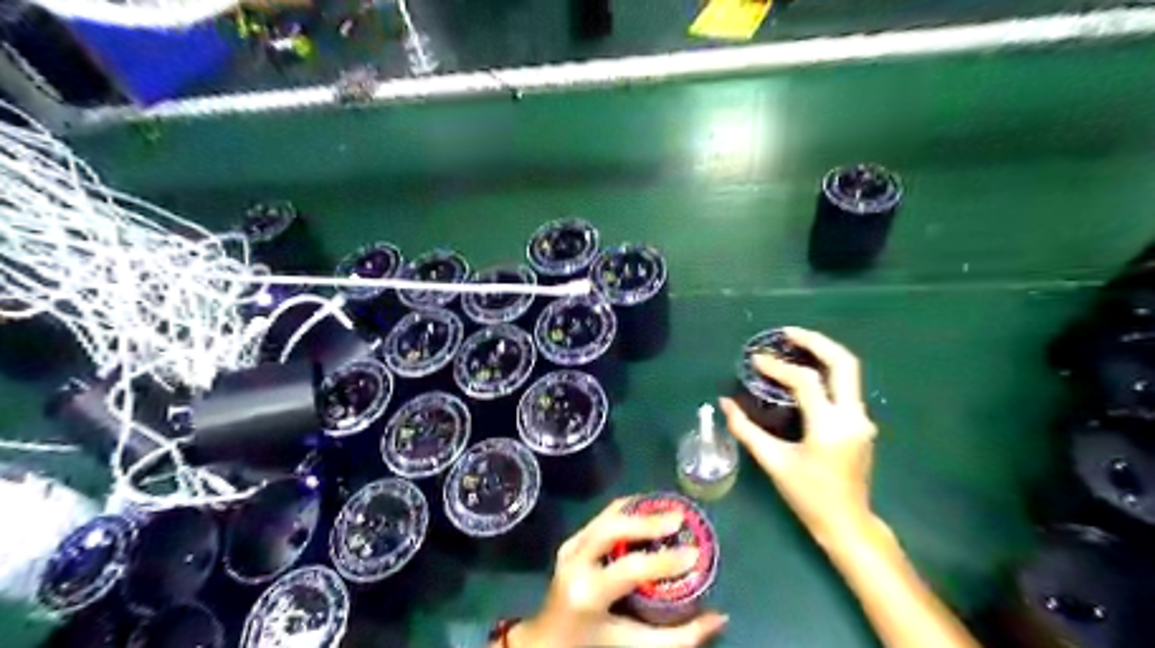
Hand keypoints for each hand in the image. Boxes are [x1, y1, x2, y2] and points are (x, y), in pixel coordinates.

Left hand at [511, 498, 718, 644]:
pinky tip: (647, 511)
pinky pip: (602, 518)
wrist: (548, 639)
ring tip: (668, 510)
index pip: (630, 568)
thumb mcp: (634, 644)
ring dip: (639, 510)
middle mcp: (575, 563)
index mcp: (588, 593)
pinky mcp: (571, 540)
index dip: (664, 560)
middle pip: (611, 528)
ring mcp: (570, 547)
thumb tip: (720, 617)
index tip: (695, 553)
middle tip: (679, 518)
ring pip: (606, 516)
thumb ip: (678, 637)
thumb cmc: (594, 644)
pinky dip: (627, 510)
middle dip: (647, 520)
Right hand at [720, 325, 881, 541]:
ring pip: (849, 372)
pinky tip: (805, 372)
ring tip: (795, 344)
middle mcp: (853, 416)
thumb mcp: (773, 462)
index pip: (805, 382)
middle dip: (816, 342)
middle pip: (844, 363)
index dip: (778, 367)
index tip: (755, 359)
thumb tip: (725, 403)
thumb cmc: (808, 495)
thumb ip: (746, 430)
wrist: (847, 522)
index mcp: (830, 426)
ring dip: (823, 353)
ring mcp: (862, 419)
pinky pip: (846, 387)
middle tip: (787, 333)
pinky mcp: (861, 423)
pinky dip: (826, 372)